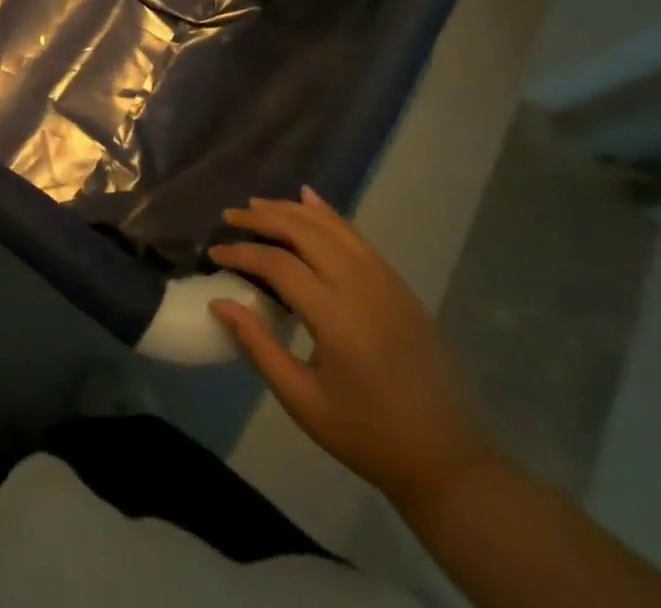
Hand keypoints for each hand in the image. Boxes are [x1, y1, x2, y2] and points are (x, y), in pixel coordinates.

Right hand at [208, 188, 494, 510]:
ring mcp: (385, 281)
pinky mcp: (399, 285)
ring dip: (291, 210)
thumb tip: (218, 302)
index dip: (241, 253)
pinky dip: (328, 214)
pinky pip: (357, 236)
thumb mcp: (303, 401)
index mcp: (336, 318)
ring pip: (331, 226)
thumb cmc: (366, 434)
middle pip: (304, 232)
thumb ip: (258, 346)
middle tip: (230, 218)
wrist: (447, 460)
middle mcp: (361, 287)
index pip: (278, 264)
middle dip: (262, 218)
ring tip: (258, 206)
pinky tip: (308, 200)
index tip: (213, 254)